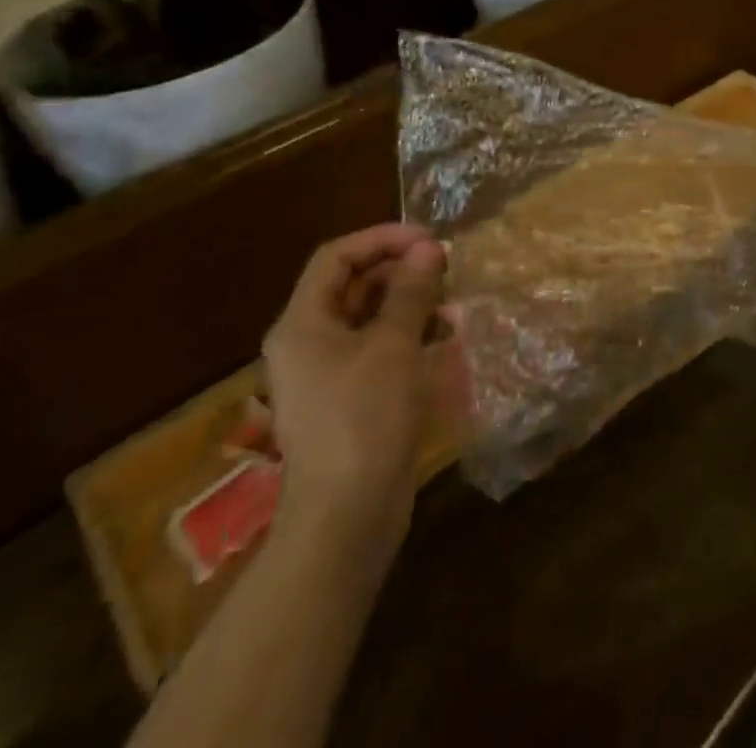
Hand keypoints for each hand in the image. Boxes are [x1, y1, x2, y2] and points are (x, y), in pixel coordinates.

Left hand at [261, 223, 456, 544]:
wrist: (347, 516)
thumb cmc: (365, 418)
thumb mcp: (394, 346)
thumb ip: (411, 292)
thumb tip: (428, 248)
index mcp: (303, 324)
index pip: (336, 257)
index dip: (382, 239)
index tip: (429, 240)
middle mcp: (308, 342)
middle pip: (353, 285)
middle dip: (401, 271)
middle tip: (447, 270)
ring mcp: (327, 374)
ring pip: (369, 318)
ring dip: (410, 304)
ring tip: (452, 306)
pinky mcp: (349, 399)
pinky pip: (377, 350)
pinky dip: (408, 337)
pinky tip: (444, 341)